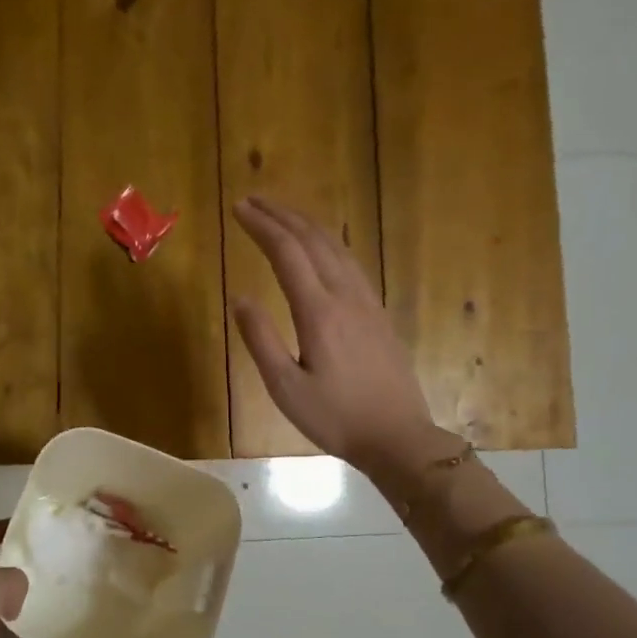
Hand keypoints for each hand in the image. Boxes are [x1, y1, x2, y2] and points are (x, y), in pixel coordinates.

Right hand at [230, 196, 438, 473]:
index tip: (238, 209)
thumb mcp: (286, 388)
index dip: (261, 226)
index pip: (286, 253)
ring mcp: (367, 302)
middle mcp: (345, 296)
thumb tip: (240, 297)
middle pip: (313, 240)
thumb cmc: (335, 418)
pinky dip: (329, 243)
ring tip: (282, 214)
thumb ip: (261, 340)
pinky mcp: (379, 313)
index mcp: (318, 312)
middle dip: (282, 215)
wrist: (397, 436)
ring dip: (307, 224)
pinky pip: (351, 263)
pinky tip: (323, 247)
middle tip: (254, 201)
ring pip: (337, 247)